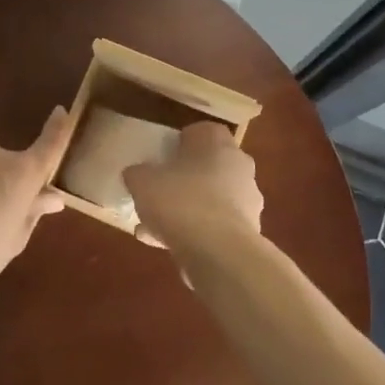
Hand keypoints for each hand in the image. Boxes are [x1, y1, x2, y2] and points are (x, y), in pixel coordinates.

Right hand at [124, 122, 263, 258]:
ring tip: (153, 226)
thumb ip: (138, 174)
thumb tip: (137, 174)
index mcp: (217, 143)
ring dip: (187, 209)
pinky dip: (194, 233)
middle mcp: (239, 166)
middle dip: (184, 178)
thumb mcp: (143, 182)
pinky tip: (163, 245)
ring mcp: (247, 200)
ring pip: (211, 198)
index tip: (163, 157)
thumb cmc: (181, 202)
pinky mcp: (248, 232)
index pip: (202, 131)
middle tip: (159, 191)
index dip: (181, 143)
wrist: (219, 252)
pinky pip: (215, 226)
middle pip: (208, 166)